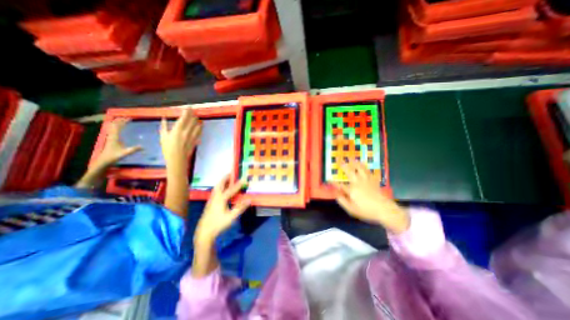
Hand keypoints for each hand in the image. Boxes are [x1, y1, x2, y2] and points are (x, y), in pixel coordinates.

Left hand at [95, 118, 139, 166]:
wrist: (104, 160)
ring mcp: (110, 137)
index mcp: (114, 137)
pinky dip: (116, 126)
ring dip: (117, 122)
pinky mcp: (111, 139)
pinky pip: (113, 130)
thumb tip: (143, 147)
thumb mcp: (125, 153)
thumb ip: (133, 150)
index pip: (118, 127)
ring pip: (112, 127)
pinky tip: (118, 127)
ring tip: (123, 120)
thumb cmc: (114, 156)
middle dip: (121, 120)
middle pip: (114, 125)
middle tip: (128, 118)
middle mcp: (111, 135)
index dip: (123, 122)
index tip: (129, 119)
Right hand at [160, 109, 202, 169]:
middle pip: (192, 121)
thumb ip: (164, 127)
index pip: (184, 118)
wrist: (177, 159)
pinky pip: (199, 133)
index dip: (187, 112)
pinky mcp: (196, 141)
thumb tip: (164, 118)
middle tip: (194, 110)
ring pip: (197, 126)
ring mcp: (193, 136)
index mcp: (178, 130)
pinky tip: (201, 126)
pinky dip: (200, 128)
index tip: (189, 107)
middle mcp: (187, 132)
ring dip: (198, 120)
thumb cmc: (167, 149)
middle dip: (193, 114)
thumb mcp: (163, 137)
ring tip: (198, 117)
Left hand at [195, 173, 249, 243]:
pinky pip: (215, 191)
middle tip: (231, 173)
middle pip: (220, 184)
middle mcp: (215, 197)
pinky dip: (219, 187)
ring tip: (227, 179)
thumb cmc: (218, 224)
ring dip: (222, 182)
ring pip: (216, 187)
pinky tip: (222, 190)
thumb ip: (240, 208)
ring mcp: (211, 200)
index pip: (231, 189)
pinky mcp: (209, 204)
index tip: (245, 178)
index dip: (239, 184)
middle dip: (225, 178)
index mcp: (221, 199)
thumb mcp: (231, 217)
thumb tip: (249, 200)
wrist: (204, 233)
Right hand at [335, 162, 409, 232]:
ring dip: (355, 164)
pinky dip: (366, 168)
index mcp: (351, 190)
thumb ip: (342, 201)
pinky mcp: (373, 182)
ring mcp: (366, 181)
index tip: (328, 179)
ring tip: (352, 159)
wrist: (384, 210)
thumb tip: (336, 195)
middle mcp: (358, 183)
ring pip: (360, 170)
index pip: (340, 185)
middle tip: (340, 161)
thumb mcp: (351, 209)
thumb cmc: (366, 211)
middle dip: (344, 167)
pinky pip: (369, 172)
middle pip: (350, 173)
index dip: (334, 182)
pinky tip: (364, 165)